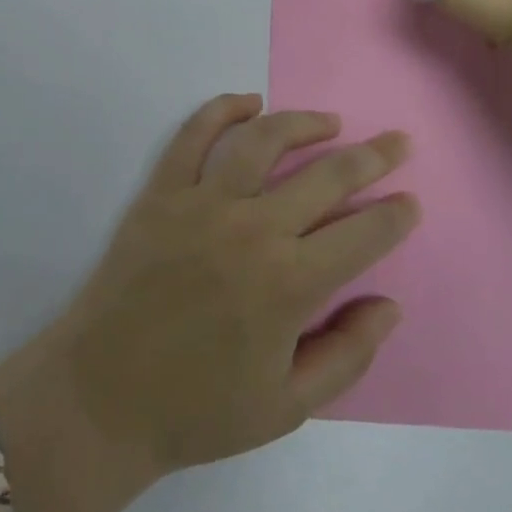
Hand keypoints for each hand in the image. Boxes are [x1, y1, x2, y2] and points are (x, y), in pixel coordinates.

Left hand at [50, 95, 417, 481]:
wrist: (101, 398)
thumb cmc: (198, 409)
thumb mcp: (287, 407)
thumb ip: (348, 355)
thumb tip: (390, 304)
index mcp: (289, 284)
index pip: (362, 235)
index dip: (394, 215)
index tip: (410, 200)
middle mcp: (252, 229)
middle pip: (327, 175)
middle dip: (372, 157)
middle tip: (396, 143)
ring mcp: (203, 203)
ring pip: (264, 140)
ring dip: (304, 123)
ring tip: (331, 122)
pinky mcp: (162, 192)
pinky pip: (194, 135)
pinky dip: (222, 109)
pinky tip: (248, 102)